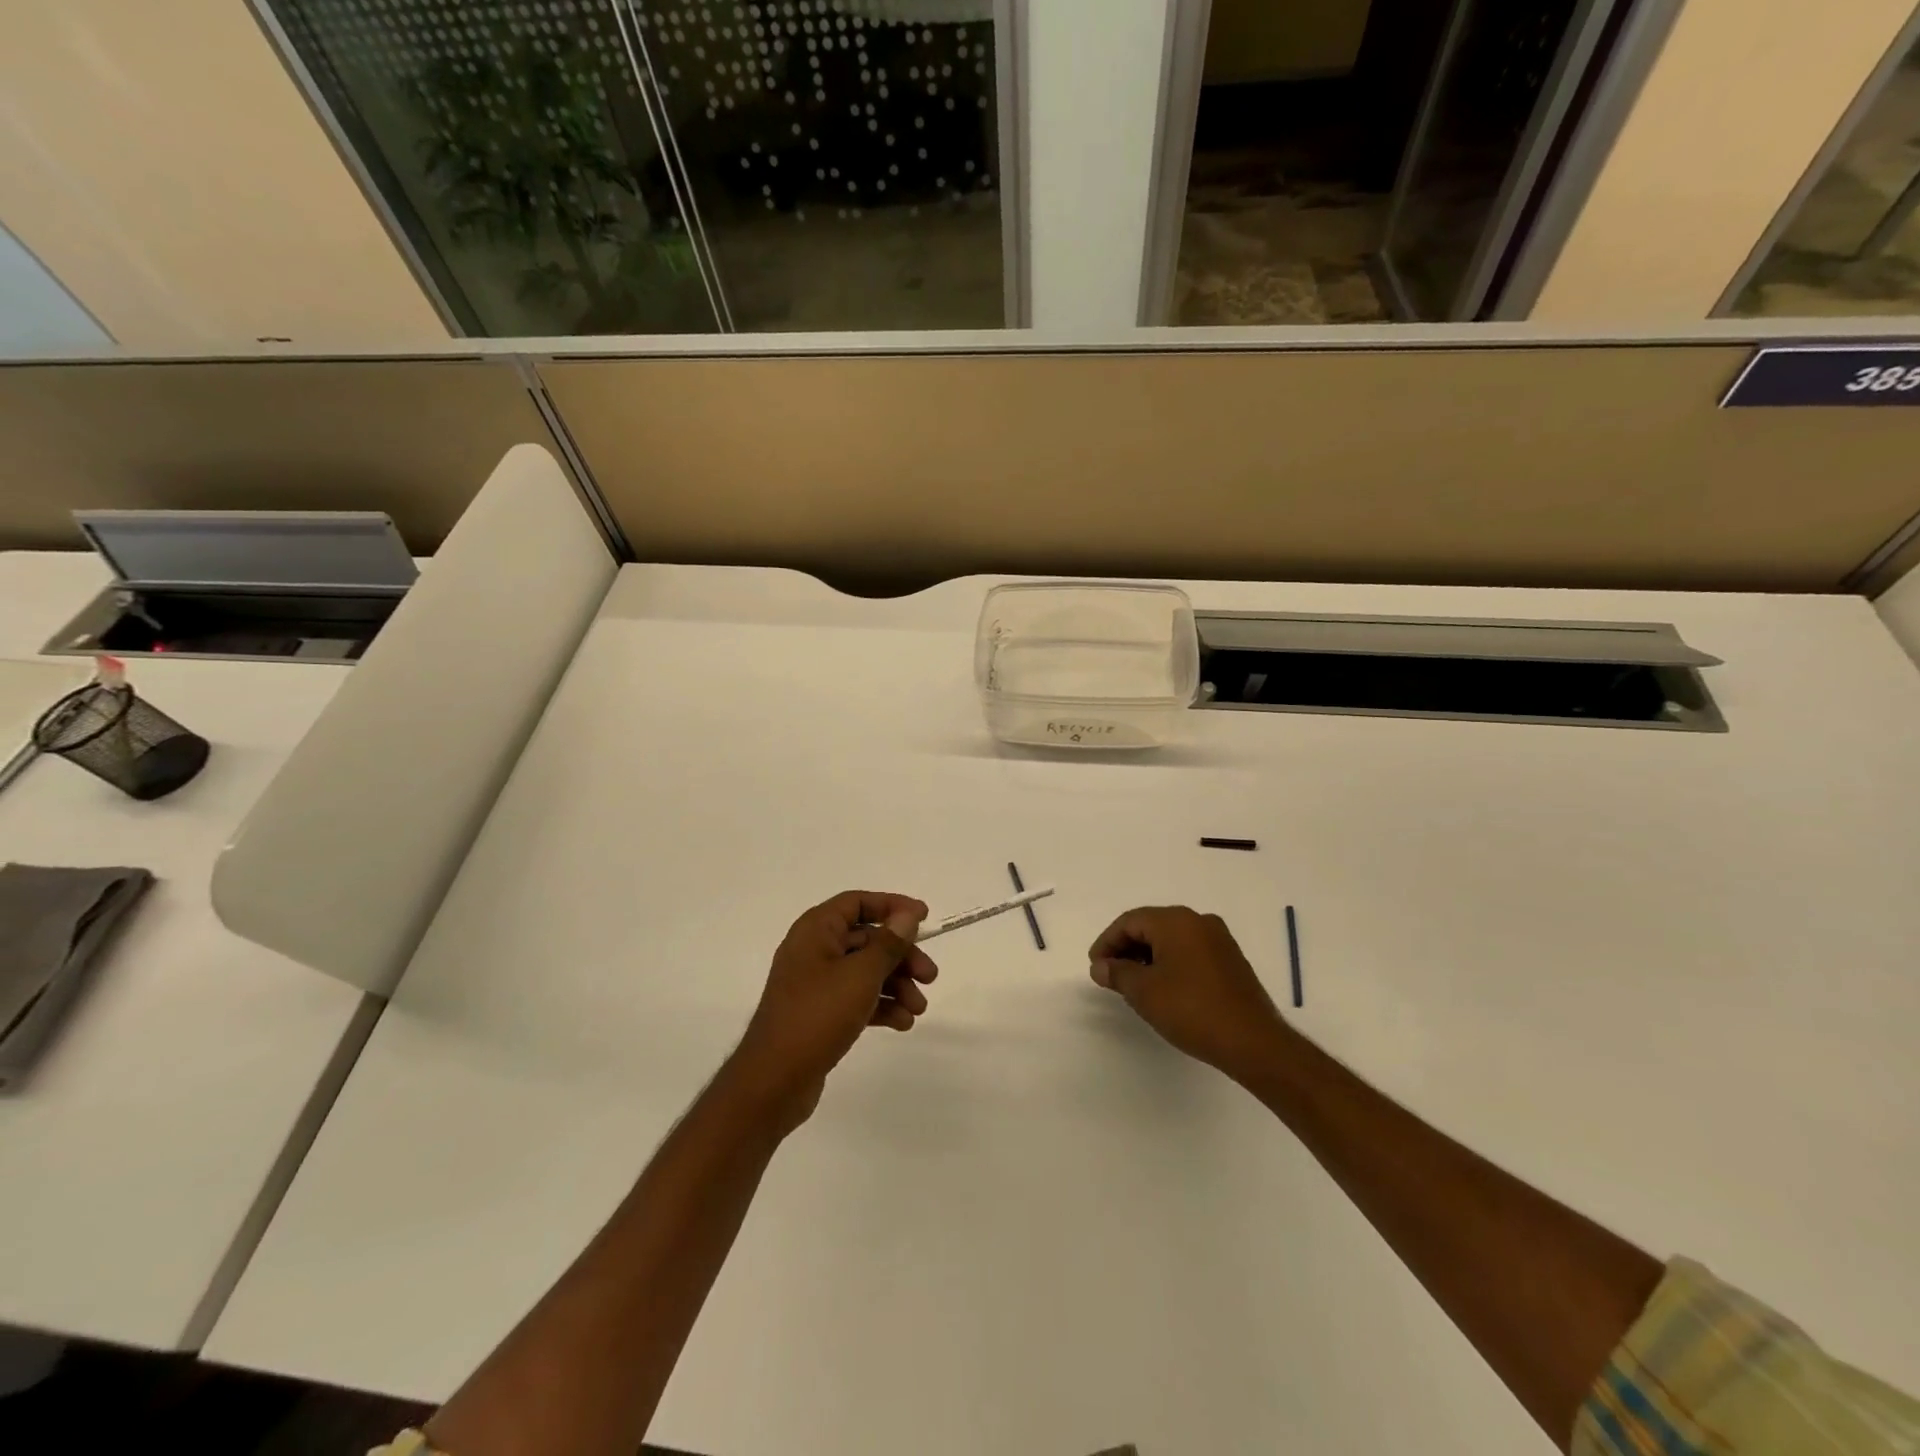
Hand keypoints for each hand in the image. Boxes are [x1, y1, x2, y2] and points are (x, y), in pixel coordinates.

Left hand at [727, 891, 937, 1130]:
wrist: (774, 1081)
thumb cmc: (818, 1015)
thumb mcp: (861, 975)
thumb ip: (888, 943)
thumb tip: (907, 915)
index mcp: (816, 930)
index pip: (857, 903)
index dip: (892, 906)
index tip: (924, 917)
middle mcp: (813, 950)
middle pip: (867, 939)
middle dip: (901, 956)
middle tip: (930, 977)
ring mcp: (815, 984)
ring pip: (865, 971)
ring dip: (896, 985)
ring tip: (918, 1009)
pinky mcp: (819, 1013)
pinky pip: (856, 998)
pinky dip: (880, 1006)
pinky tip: (903, 1023)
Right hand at [1088, 906, 1289, 1077]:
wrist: (1253, 1041)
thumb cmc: (1191, 1010)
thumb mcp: (1144, 992)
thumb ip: (1117, 974)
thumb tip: (1100, 967)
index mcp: (1176, 921)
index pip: (1129, 921)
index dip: (1107, 942)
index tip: (1096, 968)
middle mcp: (1198, 921)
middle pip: (1151, 926)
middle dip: (1126, 949)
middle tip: (1110, 975)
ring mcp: (1219, 940)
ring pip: (1171, 940)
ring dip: (1147, 957)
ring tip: (1133, 984)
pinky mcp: (1230, 960)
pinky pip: (1190, 951)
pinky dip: (1170, 963)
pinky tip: (1163, 988)